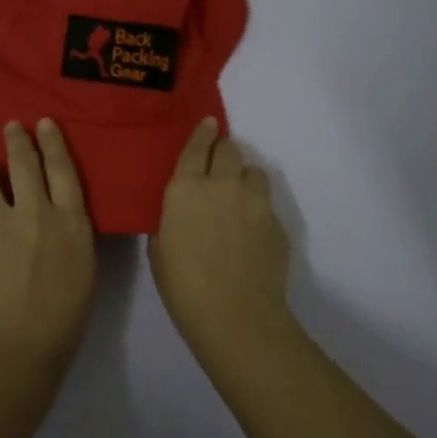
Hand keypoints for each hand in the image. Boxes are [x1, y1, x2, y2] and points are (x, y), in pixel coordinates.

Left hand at [0, 120, 95, 377]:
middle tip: (11, 126)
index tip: (44, 123)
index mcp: (70, 221)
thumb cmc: (64, 316)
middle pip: (24, 162)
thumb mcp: (84, 267)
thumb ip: (70, 231)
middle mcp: (35, 212)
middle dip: (17, 139)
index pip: (62, 168)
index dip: (53, 142)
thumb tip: (56, 211)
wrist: (17, 345)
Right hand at [149, 118, 291, 351]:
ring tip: (238, 198)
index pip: (197, 146)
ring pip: (253, 172)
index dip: (203, 132)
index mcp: (186, 188)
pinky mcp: (276, 222)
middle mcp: (222, 185)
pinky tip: (250, 234)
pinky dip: (257, 209)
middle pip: (230, 150)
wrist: (235, 314)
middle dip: (224, 152)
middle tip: (219, 165)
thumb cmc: (183, 286)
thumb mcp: (159, 249)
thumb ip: (170, 220)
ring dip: (244, 178)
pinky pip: (266, 204)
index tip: (209, 123)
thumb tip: (180, 213)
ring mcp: (254, 202)